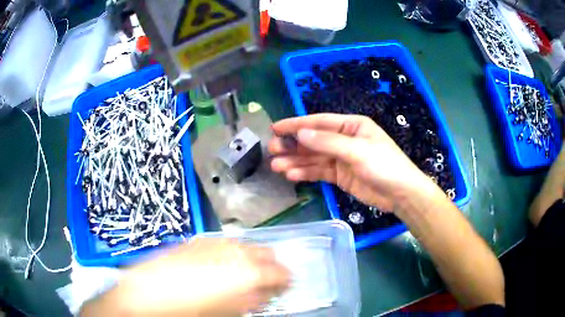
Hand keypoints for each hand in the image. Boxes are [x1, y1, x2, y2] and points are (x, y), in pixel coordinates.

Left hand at [81, 238, 289, 316]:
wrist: (148, 294)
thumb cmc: (191, 311)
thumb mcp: (228, 312)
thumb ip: (252, 301)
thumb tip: (266, 294)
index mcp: (247, 273)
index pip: (280, 272)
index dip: (286, 279)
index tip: (286, 284)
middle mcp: (234, 252)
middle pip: (265, 252)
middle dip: (271, 264)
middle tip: (268, 277)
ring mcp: (214, 243)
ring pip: (244, 244)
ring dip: (251, 256)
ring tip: (246, 269)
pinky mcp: (197, 240)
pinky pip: (223, 242)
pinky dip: (230, 251)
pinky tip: (223, 261)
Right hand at [269, 113, 434, 211]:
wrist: (401, 194)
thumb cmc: (384, 165)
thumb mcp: (357, 151)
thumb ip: (328, 142)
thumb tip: (300, 133)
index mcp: (351, 126)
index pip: (319, 122)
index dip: (296, 124)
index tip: (275, 128)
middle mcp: (344, 139)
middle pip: (313, 140)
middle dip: (293, 145)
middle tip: (272, 150)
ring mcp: (341, 159)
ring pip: (314, 158)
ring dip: (295, 161)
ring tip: (276, 166)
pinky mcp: (340, 176)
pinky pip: (319, 172)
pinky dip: (306, 173)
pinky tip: (292, 175)